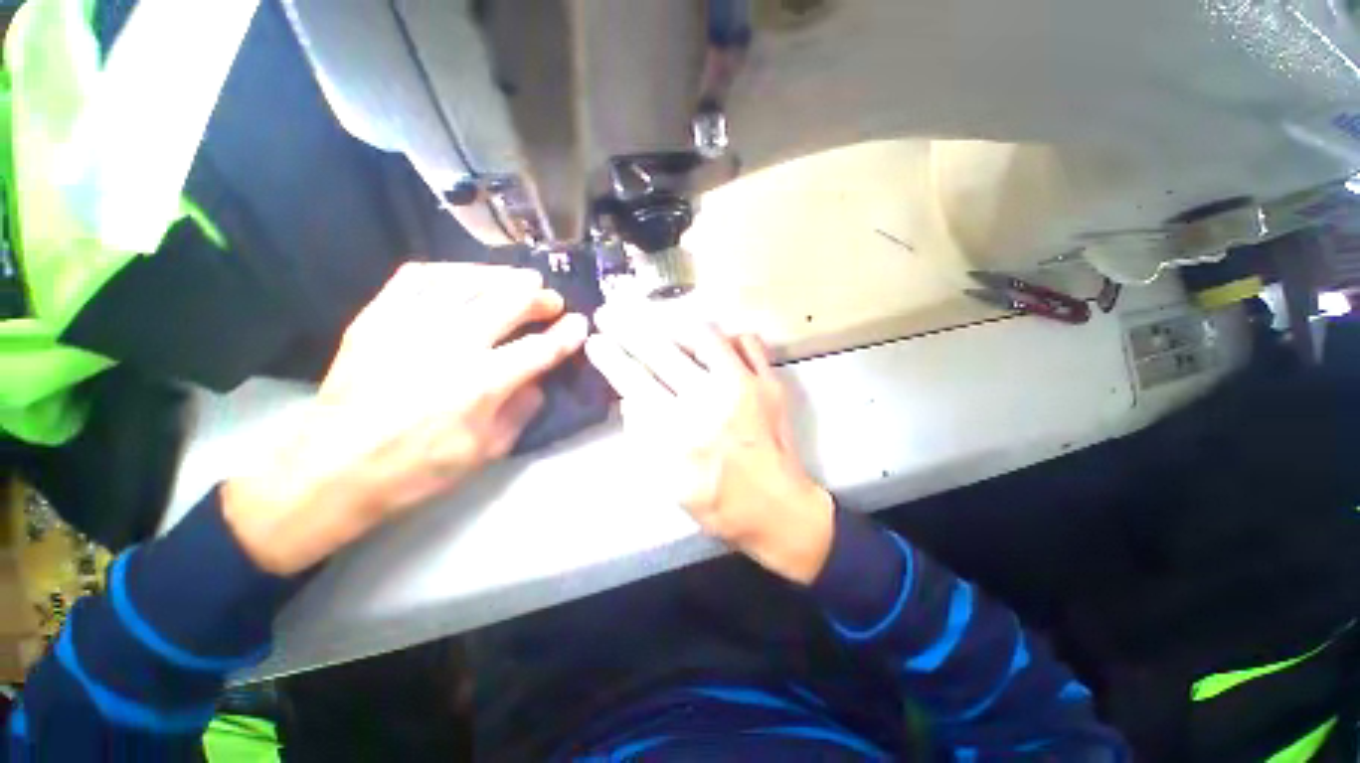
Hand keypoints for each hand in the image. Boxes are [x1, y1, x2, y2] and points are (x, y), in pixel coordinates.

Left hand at [222, 263, 588, 574]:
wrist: (333, 468)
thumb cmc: (418, 468)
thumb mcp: (487, 451)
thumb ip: (522, 410)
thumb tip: (540, 379)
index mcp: (482, 384)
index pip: (540, 349)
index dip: (567, 334)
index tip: (580, 323)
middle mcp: (452, 345)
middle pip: (508, 303)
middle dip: (539, 297)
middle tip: (551, 300)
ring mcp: (410, 325)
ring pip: (468, 281)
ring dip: (502, 277)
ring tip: (517, 280)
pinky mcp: (377, 317)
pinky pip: (418, 276)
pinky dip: (451, 271)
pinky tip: (465, 277)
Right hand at [585, 305, 834, 584]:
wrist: (780, 509)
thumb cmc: (721, 503)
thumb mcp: (669, 483)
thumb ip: (645, 438)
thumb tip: (631, 398)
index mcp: (682, 431)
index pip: (636, 382)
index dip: (611, 358)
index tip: (595, 340)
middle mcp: (712, 400)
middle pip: (662, 352)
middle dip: (629, 328)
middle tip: (611, 314)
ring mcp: (746, 386)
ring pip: (705, 336)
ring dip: (675, 326)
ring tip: (659, 323)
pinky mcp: (771, 382)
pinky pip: (748, 341)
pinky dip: (726, 336)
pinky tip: (715, 342)